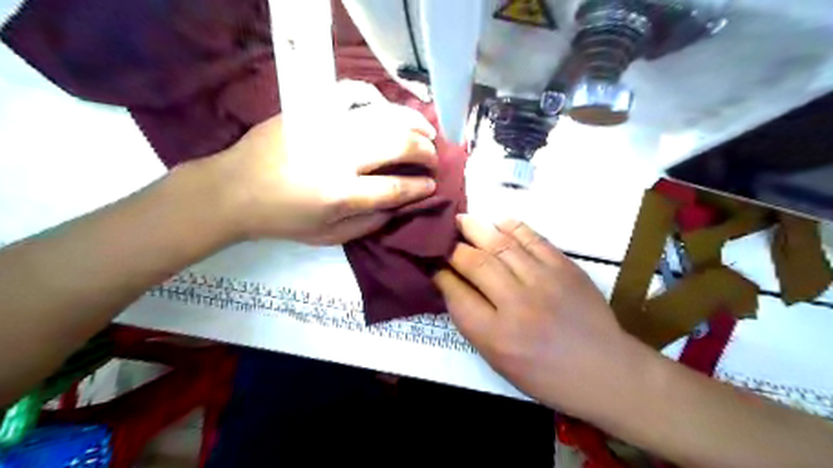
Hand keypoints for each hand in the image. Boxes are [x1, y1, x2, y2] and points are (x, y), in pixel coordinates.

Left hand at [208, 101, 437, 241]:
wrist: (234, 188)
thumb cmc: (282, 219)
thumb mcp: (326, 237)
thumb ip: (367, 225)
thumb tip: (397, 207)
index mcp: (341, 194)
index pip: (396, 188)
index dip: (420, 187)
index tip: (432, 185)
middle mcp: (339, 156)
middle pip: (398, 144)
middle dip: (425, 152)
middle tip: (433, 159)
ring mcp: (326, 126)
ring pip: (383, 116)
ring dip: (413, 123)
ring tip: (427, 131)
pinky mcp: (312, 109)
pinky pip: (353, 94)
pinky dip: (377, 99)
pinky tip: (388, 109)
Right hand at [437, 218, 650, 418]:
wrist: (604, 370)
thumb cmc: (545, 374)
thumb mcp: (499, 361)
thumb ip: (473, 322)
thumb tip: (453, 285)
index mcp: (496, 336)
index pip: (456, 295)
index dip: (440, 274)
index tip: (433, 264)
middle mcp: (517, 304)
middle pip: (475, 263)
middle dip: (453, 247)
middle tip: (443, 236)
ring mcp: (544, 281)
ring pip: (501, 245)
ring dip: (477, 228)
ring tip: (462, 220)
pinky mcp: (565, 267)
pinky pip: (532, 238)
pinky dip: (511, 226)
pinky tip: (498, 222)